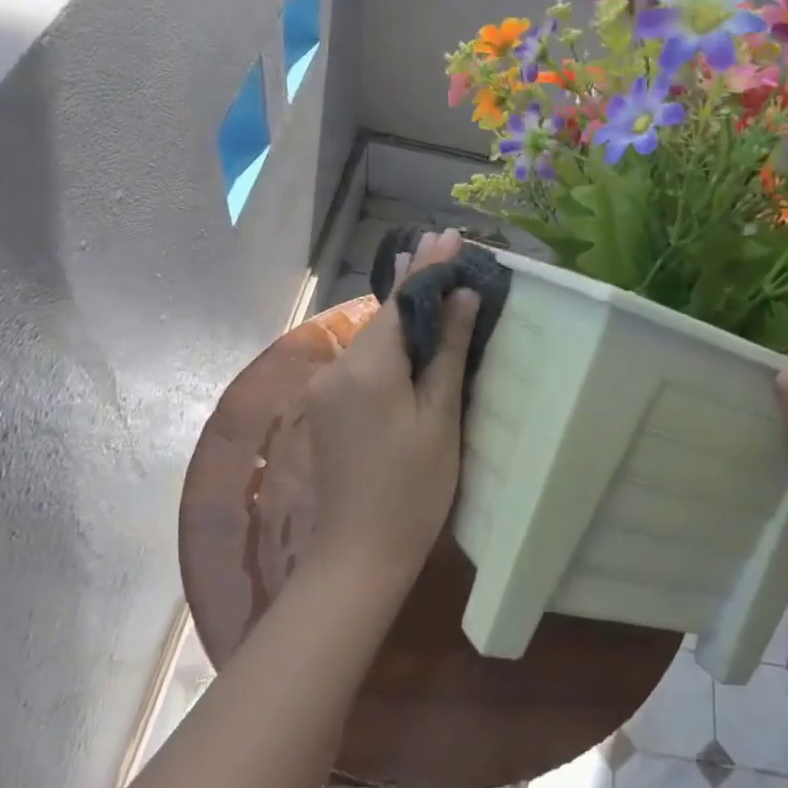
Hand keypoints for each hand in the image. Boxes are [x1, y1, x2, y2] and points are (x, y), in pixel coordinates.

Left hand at [306, 229, 478, 575]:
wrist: (360, 553)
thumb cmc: (414, 489)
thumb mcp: (440, 417)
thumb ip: (446, 351)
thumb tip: (462, 296)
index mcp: (368, 367)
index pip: (401, 302)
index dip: (428, 267)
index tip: (449, 234)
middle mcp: (338, 367)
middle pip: (383, 316)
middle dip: (416, 285)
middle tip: (447, 251)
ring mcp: (326, 388)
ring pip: (372, 339)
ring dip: (403, 315)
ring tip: (435, 284)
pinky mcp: (327, 406)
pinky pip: (363, 362)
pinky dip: (390, 345)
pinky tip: (411, 335)